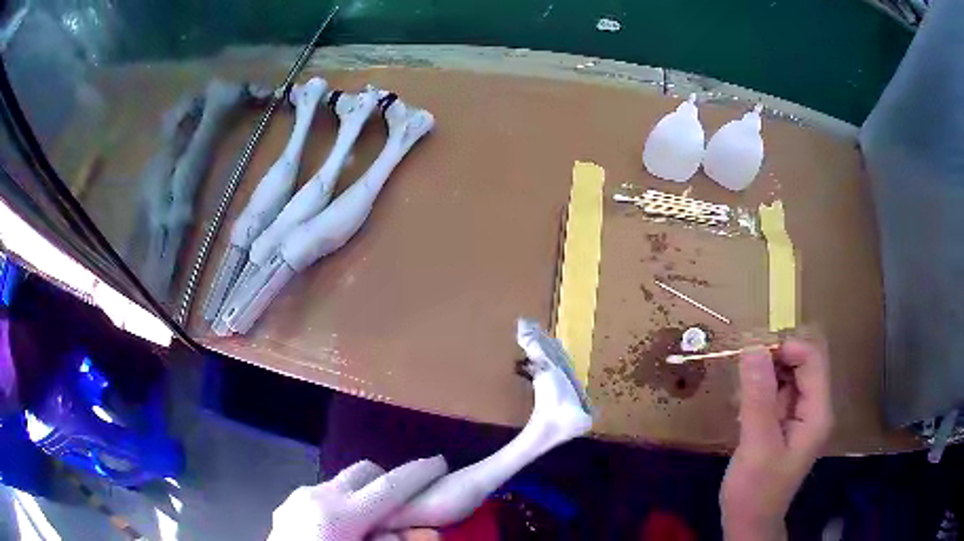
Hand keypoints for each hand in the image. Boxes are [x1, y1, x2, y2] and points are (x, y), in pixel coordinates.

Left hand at [268, 457, 446, 540]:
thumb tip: (422, 531)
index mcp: (340, 515)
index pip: (389, 486)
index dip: (419, 473)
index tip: (441, 462)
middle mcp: (318, 497)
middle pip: (364, 471)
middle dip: (389, 480)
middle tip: (404, 503)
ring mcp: (299, 498)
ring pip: (342, 481)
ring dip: (363, 493)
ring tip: (370, 522)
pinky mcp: (288, 505)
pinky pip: (323, 494)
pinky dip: (341, 502)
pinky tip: (340, 528)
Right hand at [720, 335, 834, 540]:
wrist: (749, 523)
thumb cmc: (755, 490)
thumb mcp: (756, 446)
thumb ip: (758, 398)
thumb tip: (753, 349)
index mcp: (817, 412)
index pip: (812, 360)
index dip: (786, 348)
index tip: (752, 354)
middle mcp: (814, 408)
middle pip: (802, 364)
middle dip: (773, 360)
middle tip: (742, 370)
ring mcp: (800, 416)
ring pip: (788, 376)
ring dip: (764, 375)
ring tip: (740, 392)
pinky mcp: (785, 423)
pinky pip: (777, 393)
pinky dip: (760, 391)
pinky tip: (742, 406)